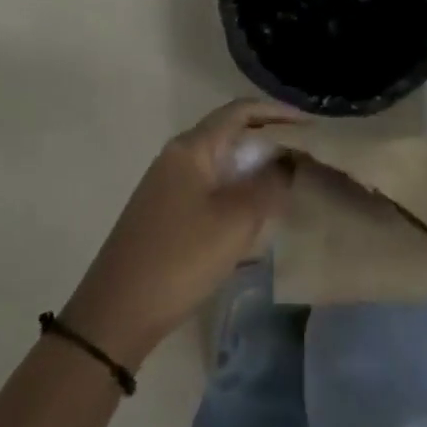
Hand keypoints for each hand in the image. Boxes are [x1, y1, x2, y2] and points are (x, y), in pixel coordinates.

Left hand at [62, 100, 294, 369]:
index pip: (241, 111)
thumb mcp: (236, 220)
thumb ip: (269, 184)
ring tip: (290, 181)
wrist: (115, 315)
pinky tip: (257, 212)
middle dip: (270, 140)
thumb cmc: (180, 258)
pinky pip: (212, 187)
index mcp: (192, 148)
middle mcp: (178, 157)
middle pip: (231, 133)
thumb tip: (289, 161)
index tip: (311, 125)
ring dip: (255, 168)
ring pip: (222, 162)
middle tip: (307, 154)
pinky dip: (238, 190)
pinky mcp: (167, 212)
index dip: (278, 112)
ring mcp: (169, 185)